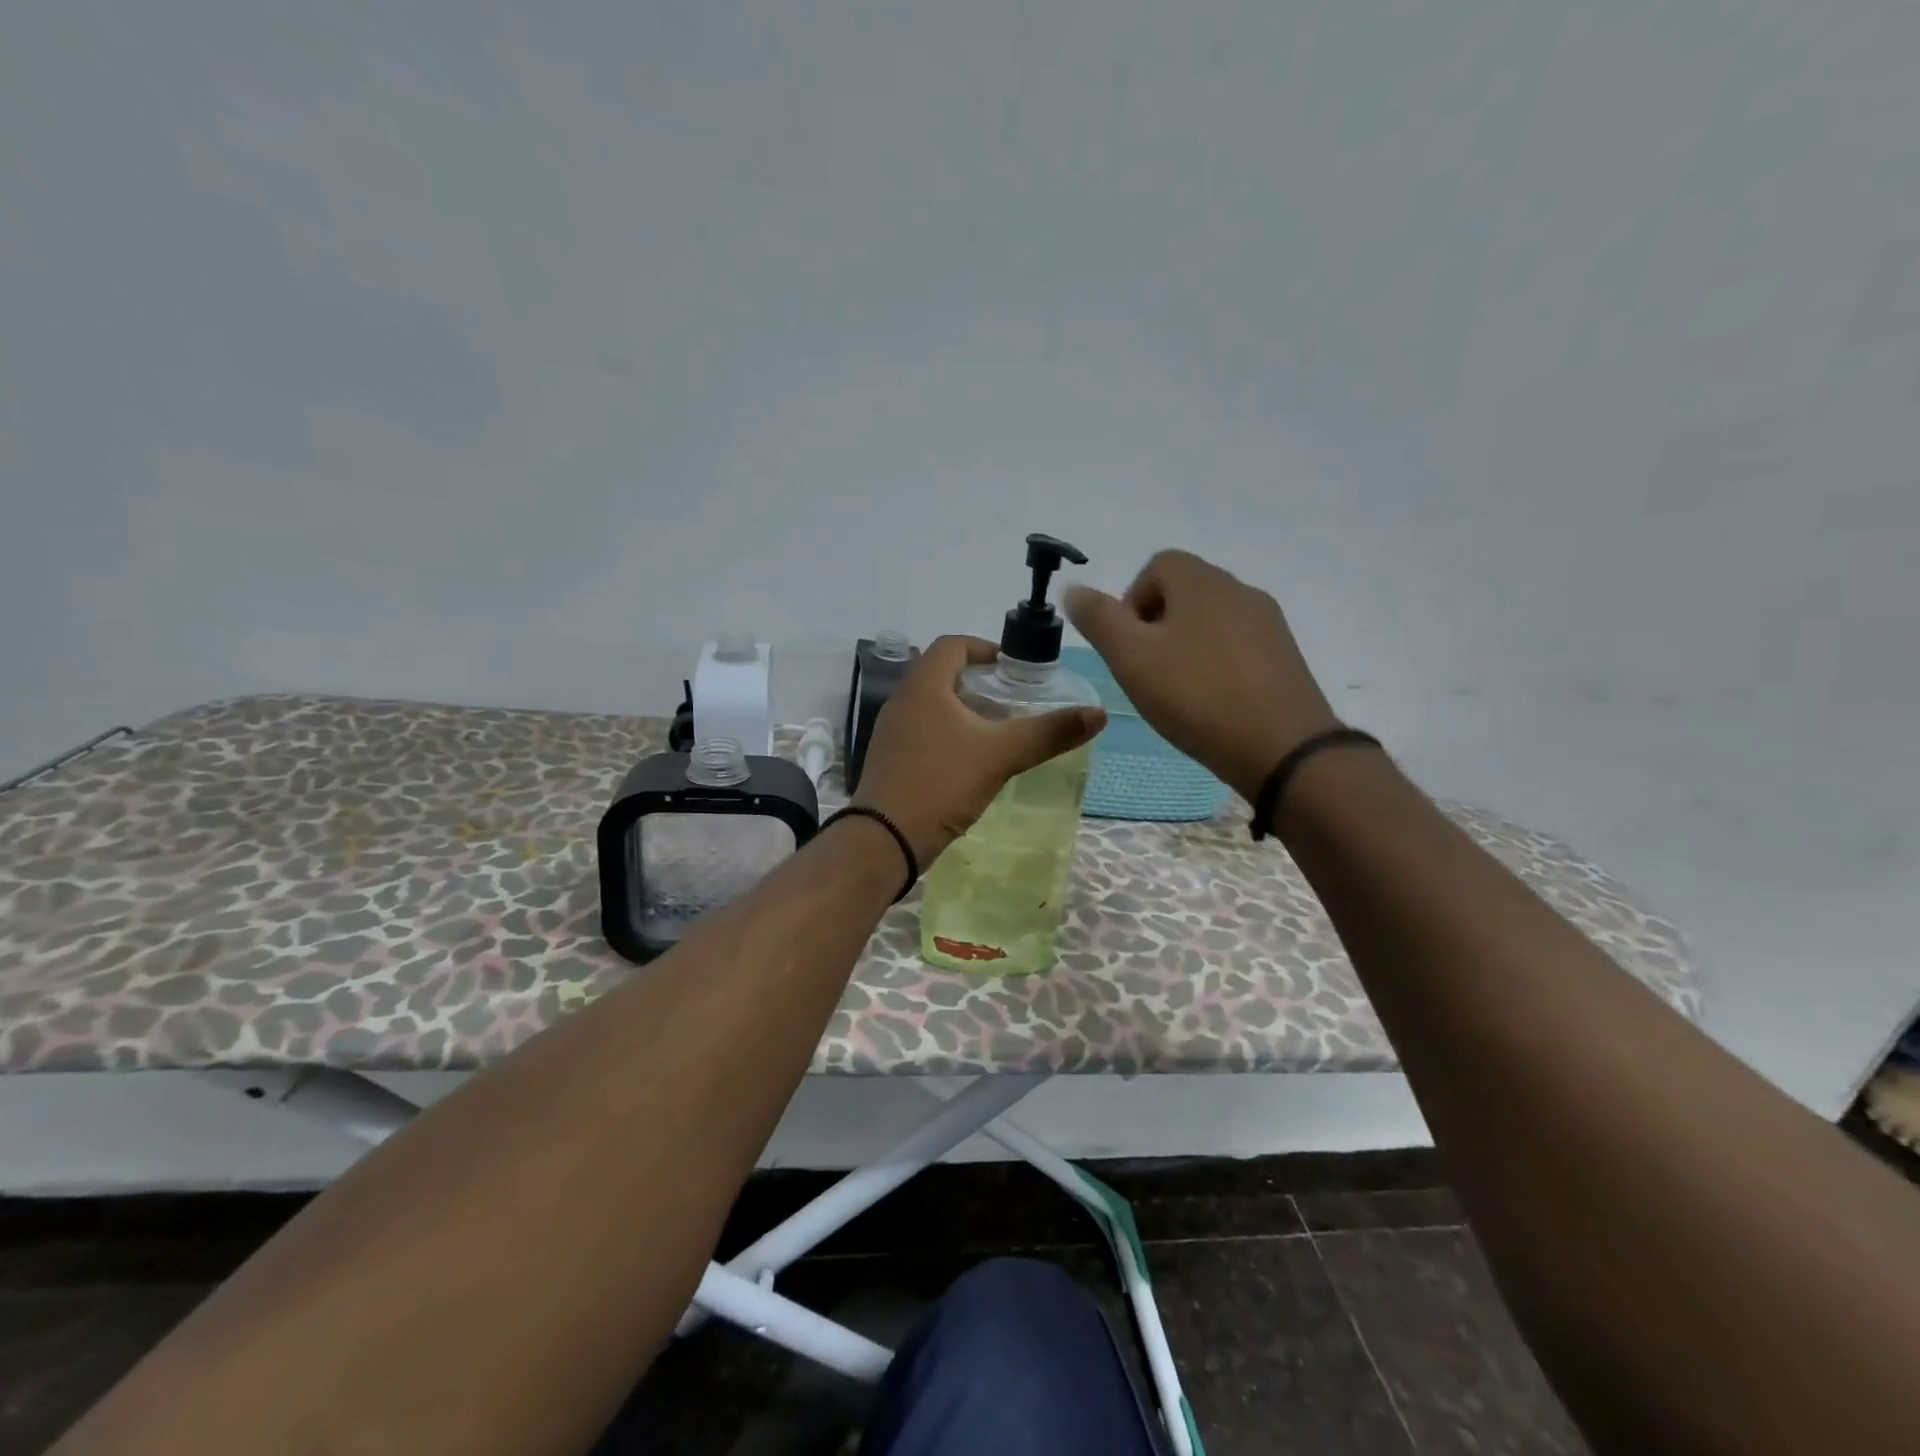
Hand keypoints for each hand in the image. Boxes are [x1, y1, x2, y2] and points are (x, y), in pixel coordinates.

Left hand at [850, 635, 1106, 865]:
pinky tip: (971, 760)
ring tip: (998, 730)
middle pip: (941, 673)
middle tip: (1012, 700)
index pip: (952, 644)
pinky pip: (923, 731)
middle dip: (979, 681)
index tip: (1013, 668)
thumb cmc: (941, 783)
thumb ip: (1048, 733)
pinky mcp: (890, 759)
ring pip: (932, 705)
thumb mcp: (1000, 755)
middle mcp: (902, 700)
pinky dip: (949, 733)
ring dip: (964, 709)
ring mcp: (892, 732)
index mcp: (923, 686)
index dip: (985, 648)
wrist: (885, 839)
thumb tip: (1098, 714)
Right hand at [1065, 550, 1338, 802]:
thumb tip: (1074, 589)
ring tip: (1177, 692)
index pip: (1157, 566)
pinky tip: (1211, 703)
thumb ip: (1099, 619)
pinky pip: (1237, 647)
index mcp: (1202, 581)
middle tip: (1146, 672)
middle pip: (1184, 592)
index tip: (1127, 646)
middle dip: (1155, 626)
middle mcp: (1239, 590)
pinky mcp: (1285, 657)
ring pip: (1211, 621)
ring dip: (1185, 647)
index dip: (1131, 601)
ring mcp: (1268, 624)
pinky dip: (1215, 665)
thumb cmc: (1197, 696)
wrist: (1282, 749)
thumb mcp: (1131, 657)